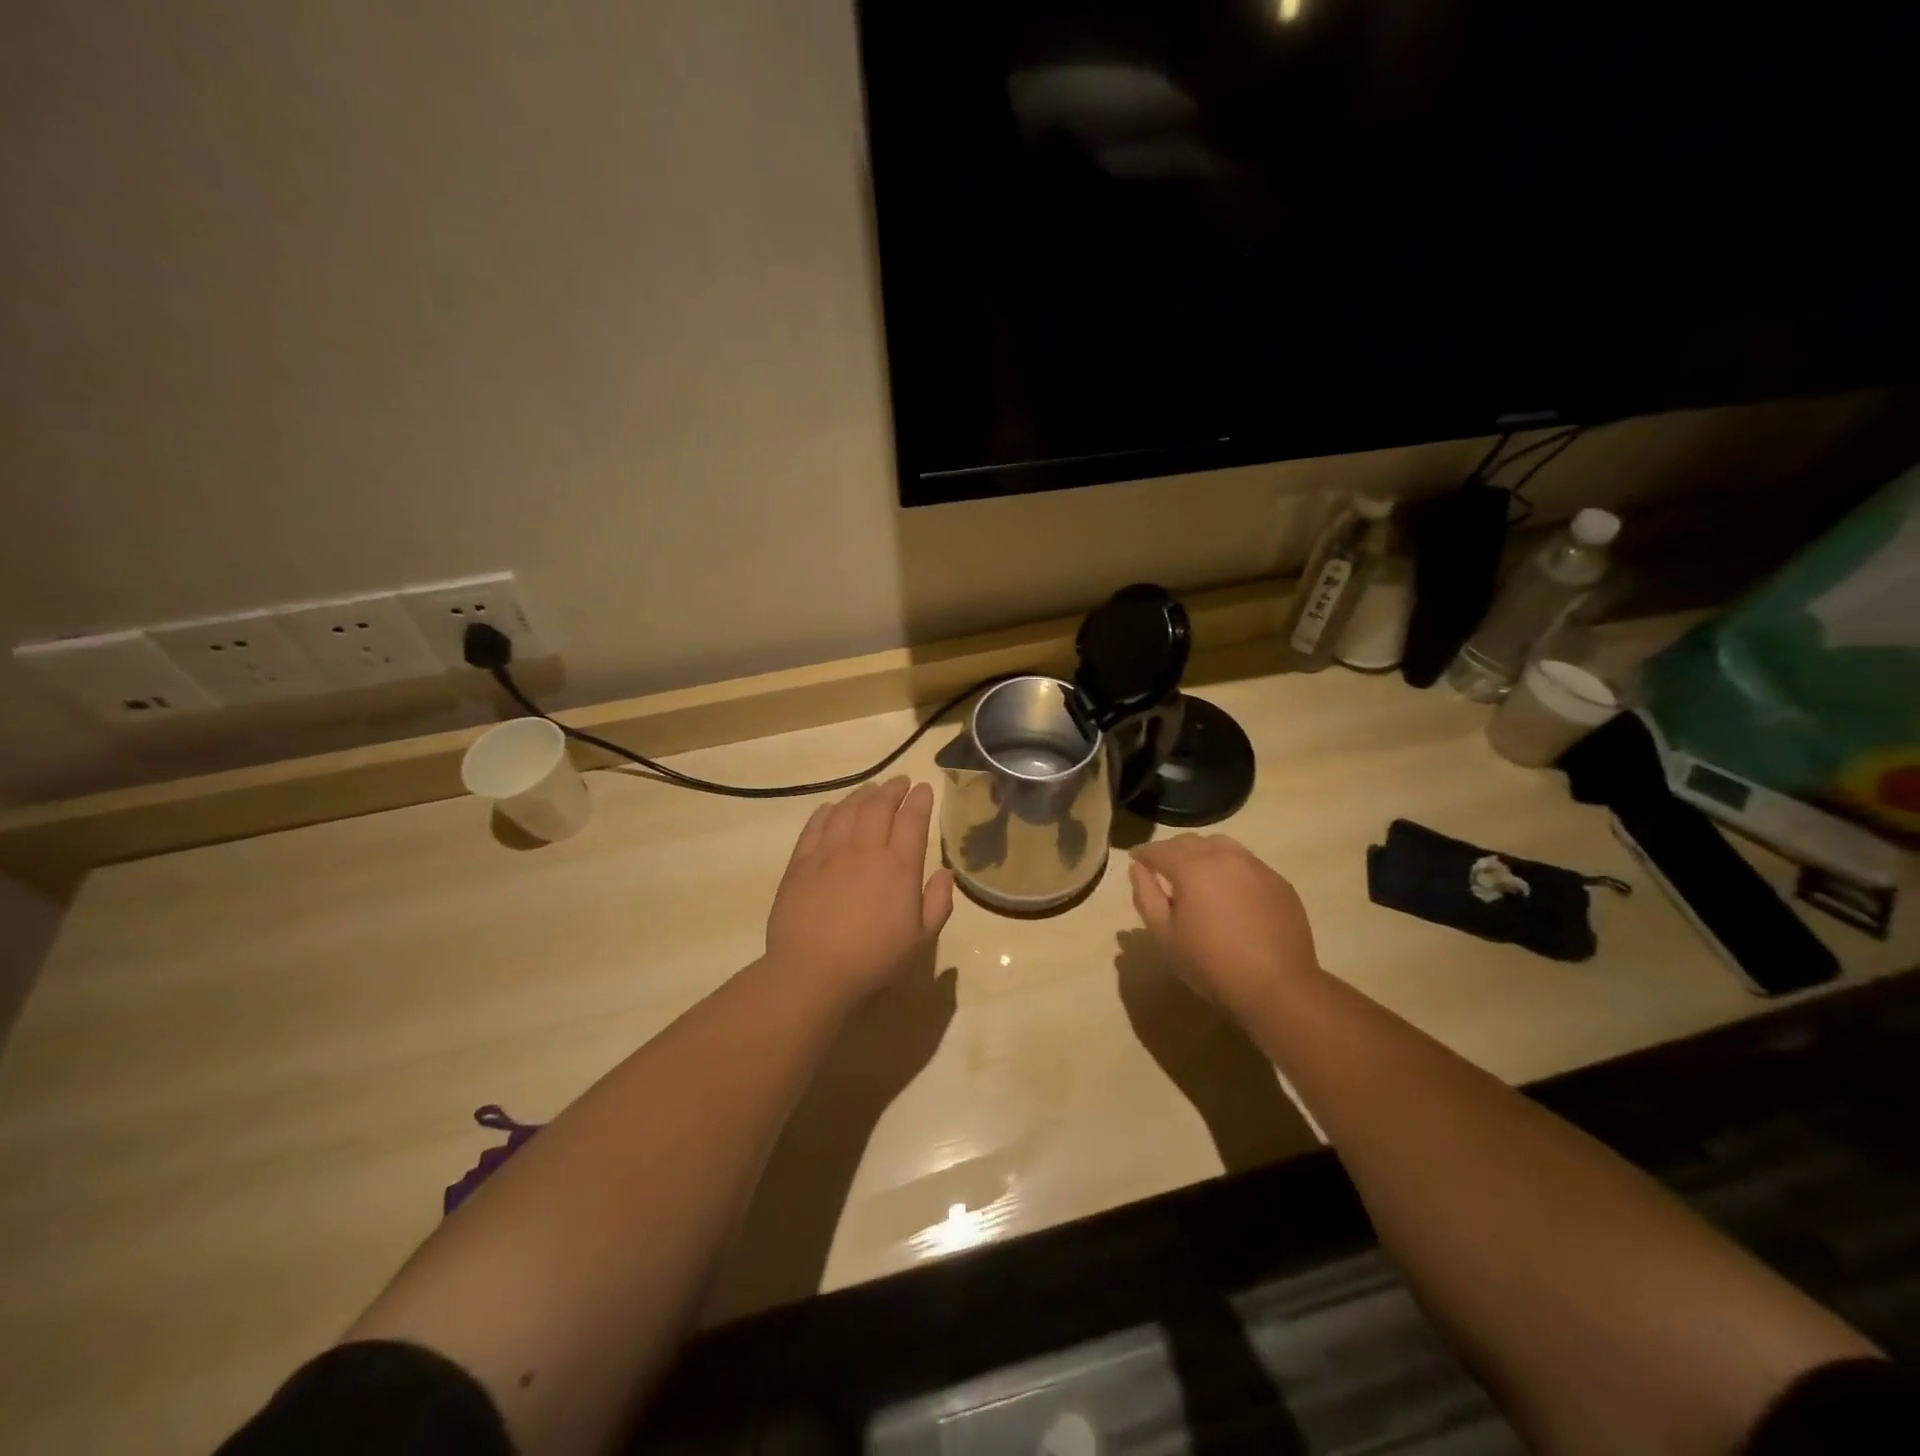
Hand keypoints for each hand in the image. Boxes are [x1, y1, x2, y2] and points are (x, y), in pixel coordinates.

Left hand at [766, 777, 954, 1002]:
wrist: (812, 973)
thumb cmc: (873, 960)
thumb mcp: (921, 939)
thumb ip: (938, 902)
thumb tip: (944, 873)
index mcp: (898, 866)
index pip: (912, 820)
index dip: (919, 800)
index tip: (923, 788)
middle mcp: (864, 850)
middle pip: (879, 805)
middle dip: (893, 789)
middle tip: (900, 782)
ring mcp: (829, 852)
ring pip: (848, 809)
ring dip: (863, 794)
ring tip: (871, 789)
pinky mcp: (801, 862)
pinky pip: (816, 824)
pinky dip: (828, 810)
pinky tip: (834, 808)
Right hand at [1128, 835, 1321, 1022]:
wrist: (1278, 987)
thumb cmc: (1211, 964)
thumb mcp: (1165, 935)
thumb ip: (1146, 896)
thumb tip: (1137, 868)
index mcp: (1192, 868)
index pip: (1159, 849)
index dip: (1143, 853)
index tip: (1135, 859)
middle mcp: (1224, 857)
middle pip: (1190, 841)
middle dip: (1171, 850)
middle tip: (1162, 869)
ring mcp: (1256, 866)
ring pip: (1221, 845)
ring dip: (1202, 853)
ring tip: (1197, 875)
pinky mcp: (1278, 881)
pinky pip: (1246, 862)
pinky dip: (1229, 867)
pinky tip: (1229, 891)